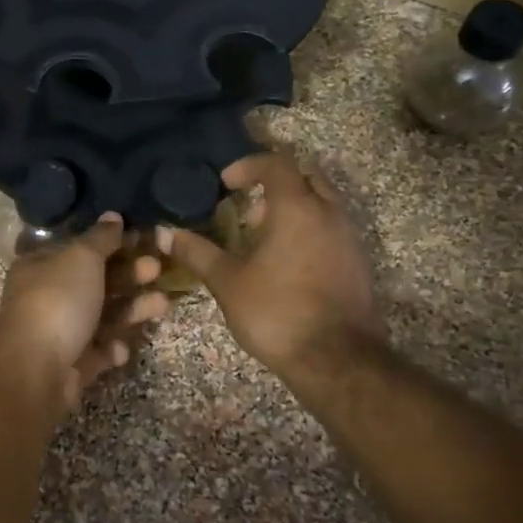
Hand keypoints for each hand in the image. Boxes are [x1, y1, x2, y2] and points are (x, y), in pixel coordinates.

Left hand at [0, 213, 168, 409]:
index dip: (110, 242)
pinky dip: (111, 348)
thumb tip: (113, 215)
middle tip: (156, 269)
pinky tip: (121, 348)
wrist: (35, 370)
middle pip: (94, 282)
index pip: (78, 249)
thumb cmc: (58, 301)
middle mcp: (46, 297)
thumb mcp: (81, 258)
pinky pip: (97, 351)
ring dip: (131, 310)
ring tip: (162, 305)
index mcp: (40, 266)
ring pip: (101, 317)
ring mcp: (57, 333)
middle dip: (128, 275)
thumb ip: (101, 238)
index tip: (143, 238)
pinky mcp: (70, 365)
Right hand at [156, 152, 379, 380]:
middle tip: (247, 206)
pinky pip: (332, 229)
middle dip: (275, 183)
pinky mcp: (358, 263)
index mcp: (297, 208)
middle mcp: (329, 213)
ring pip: (322, 203)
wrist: (336, 359)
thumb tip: (163, 234)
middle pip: (306, 176)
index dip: (248, 165)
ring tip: (262, 237)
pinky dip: (308, 230)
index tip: (225, 183)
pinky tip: (285, 263)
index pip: (276, 163)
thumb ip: (197, 253)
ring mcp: (349, 238)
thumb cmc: (276, 311)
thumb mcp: (227, 282)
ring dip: (293, 208)